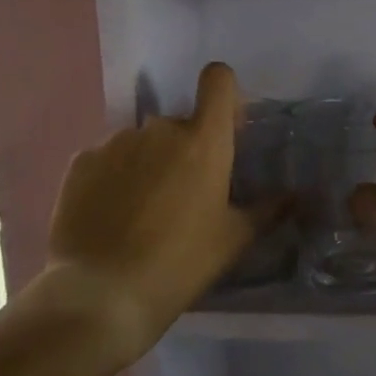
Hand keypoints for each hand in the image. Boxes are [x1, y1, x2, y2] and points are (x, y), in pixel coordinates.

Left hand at [46, 63, 260, 357]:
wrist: (102, 294)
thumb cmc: (181, 263)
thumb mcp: (234, 240)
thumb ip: (268, 209)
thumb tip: (295, 195)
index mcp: (204, 140)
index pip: (218, 80)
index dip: (224, 93)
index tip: (224, 125)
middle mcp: (159, 129)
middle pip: (180, 123)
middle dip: (185, 149)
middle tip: (184, 195)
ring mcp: (115, 142)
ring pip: (142, 142)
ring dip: (148, 164)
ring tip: (141, 212)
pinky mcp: (80, 161)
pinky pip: (107, 158)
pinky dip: (113, 178)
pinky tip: (110, 216)